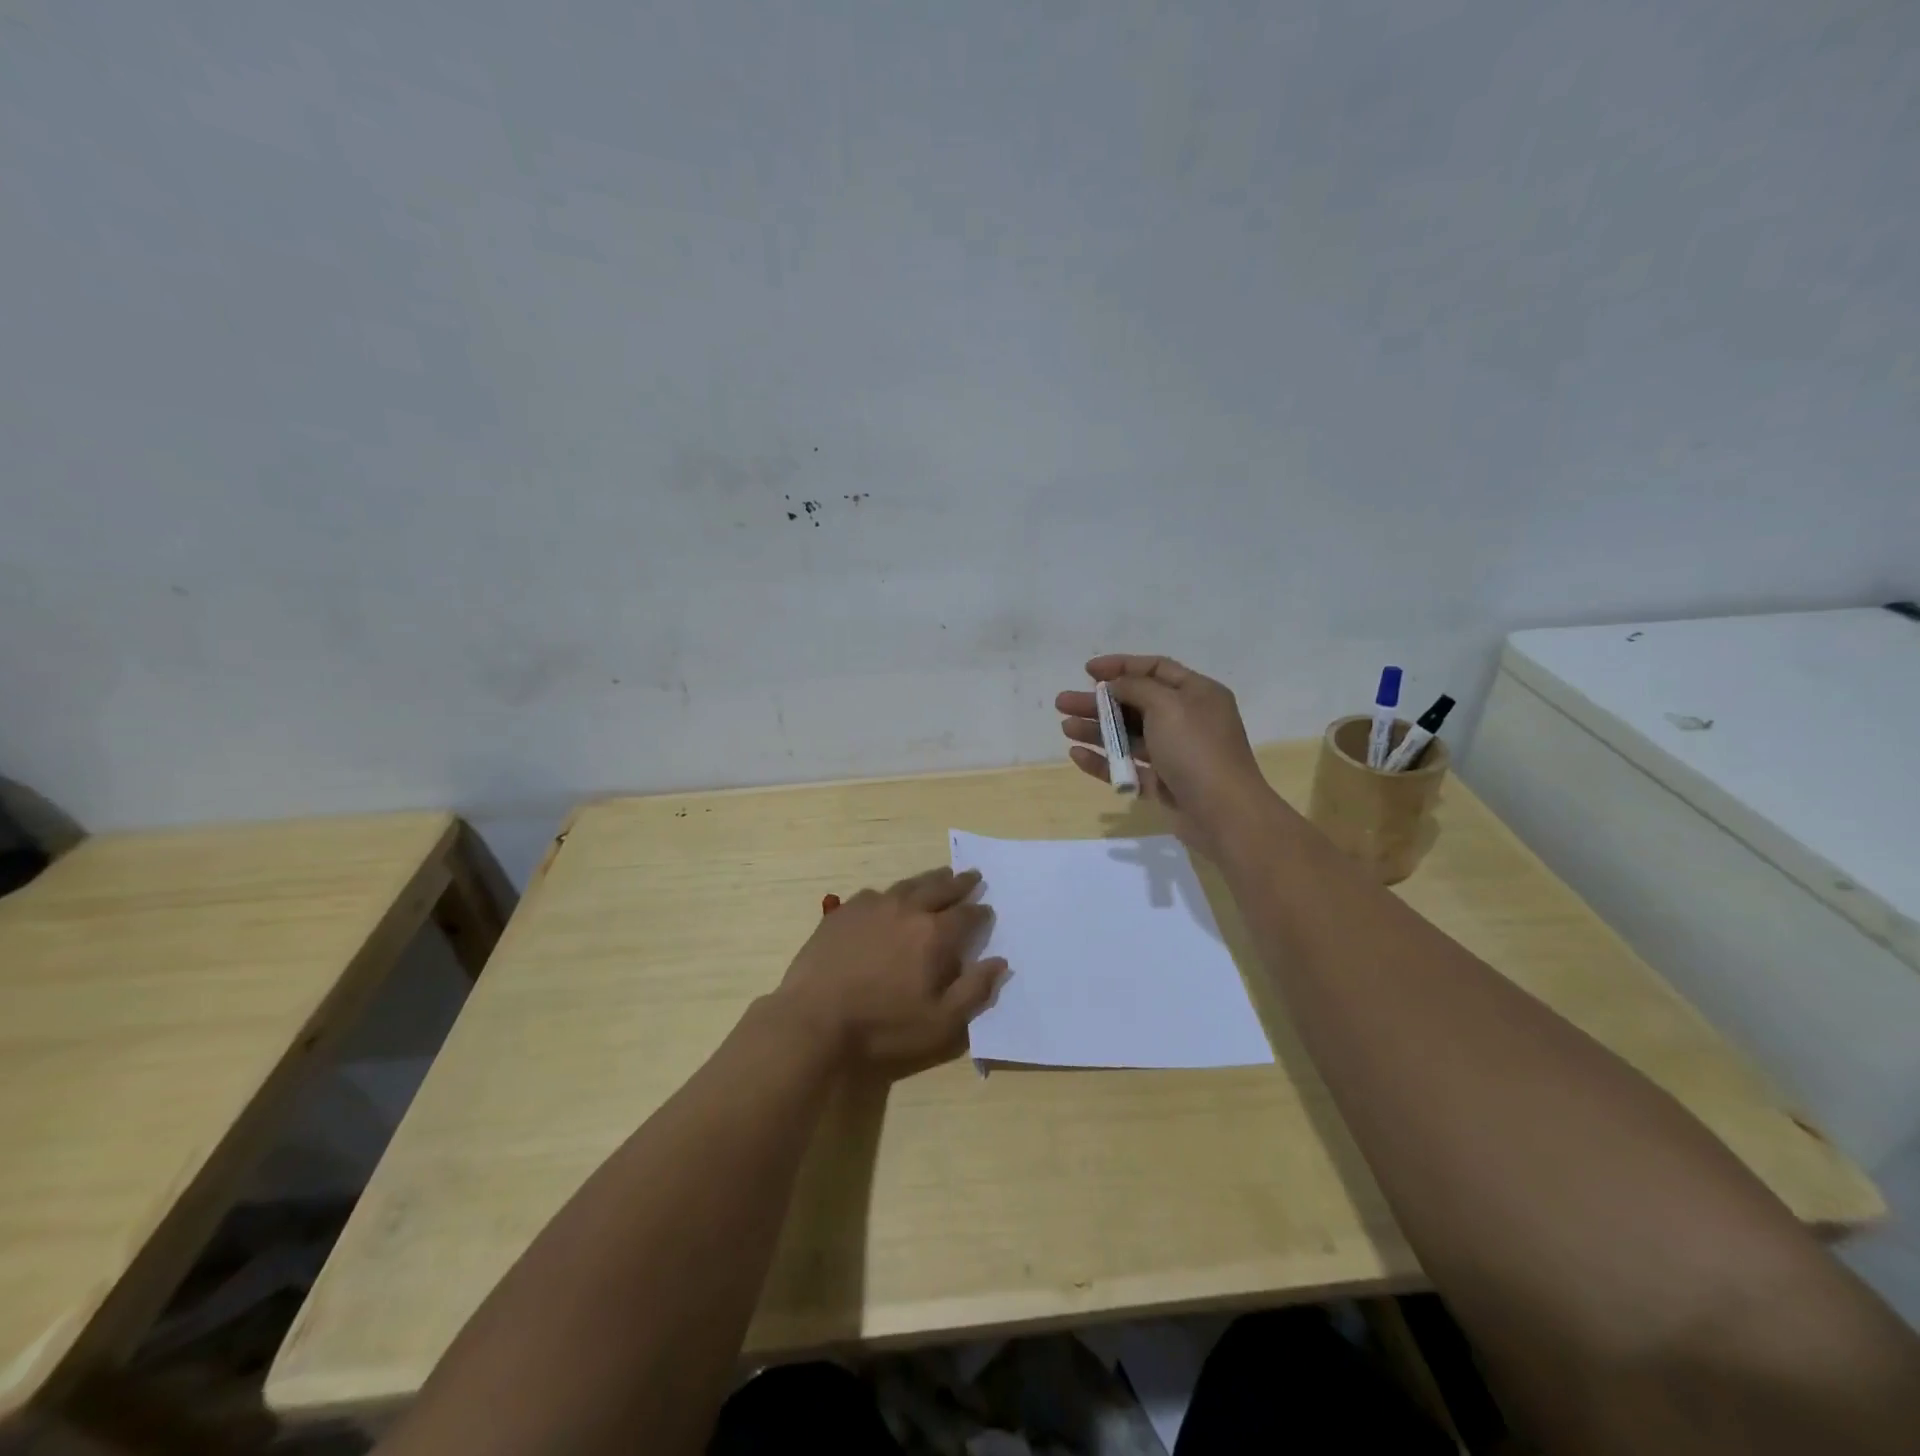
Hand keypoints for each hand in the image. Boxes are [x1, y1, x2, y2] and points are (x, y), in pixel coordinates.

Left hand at [771, 867, 1006, 1076]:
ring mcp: (873, 906)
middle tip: (972, 875)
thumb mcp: (940, 1023)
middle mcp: (907, 909)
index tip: (988, 910)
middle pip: (940, 888)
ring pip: (909, 885)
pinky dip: (892, 893)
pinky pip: (876, 893)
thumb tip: (1000, 962)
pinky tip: (890, 898)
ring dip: (929, 880)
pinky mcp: (845, 911)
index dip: (981, 913)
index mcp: (934, 934)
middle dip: (960, 883)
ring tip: (940, 876)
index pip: (967, 915)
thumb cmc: (882, 1026)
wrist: (814, 1019)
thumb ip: (975, 990)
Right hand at [1055, 654, 1274, 857]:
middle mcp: (1186, 720)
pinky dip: (1104, 760)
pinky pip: (1128, 767)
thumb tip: (1116, 685)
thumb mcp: (1168, 706)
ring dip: (1097, 729)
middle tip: (1063, 702)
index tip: (1088, 670)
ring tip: (1066, 728)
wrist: (1223, 813)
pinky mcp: (1163, 783)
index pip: (1155, 669)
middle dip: (1098, 702)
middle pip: (1135, 703)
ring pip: (1128, 736)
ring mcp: (1174, 754)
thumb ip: (1137, 688)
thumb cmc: (1197, 750)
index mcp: (1197, 694)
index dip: (1121, 666)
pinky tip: (1077, 755)